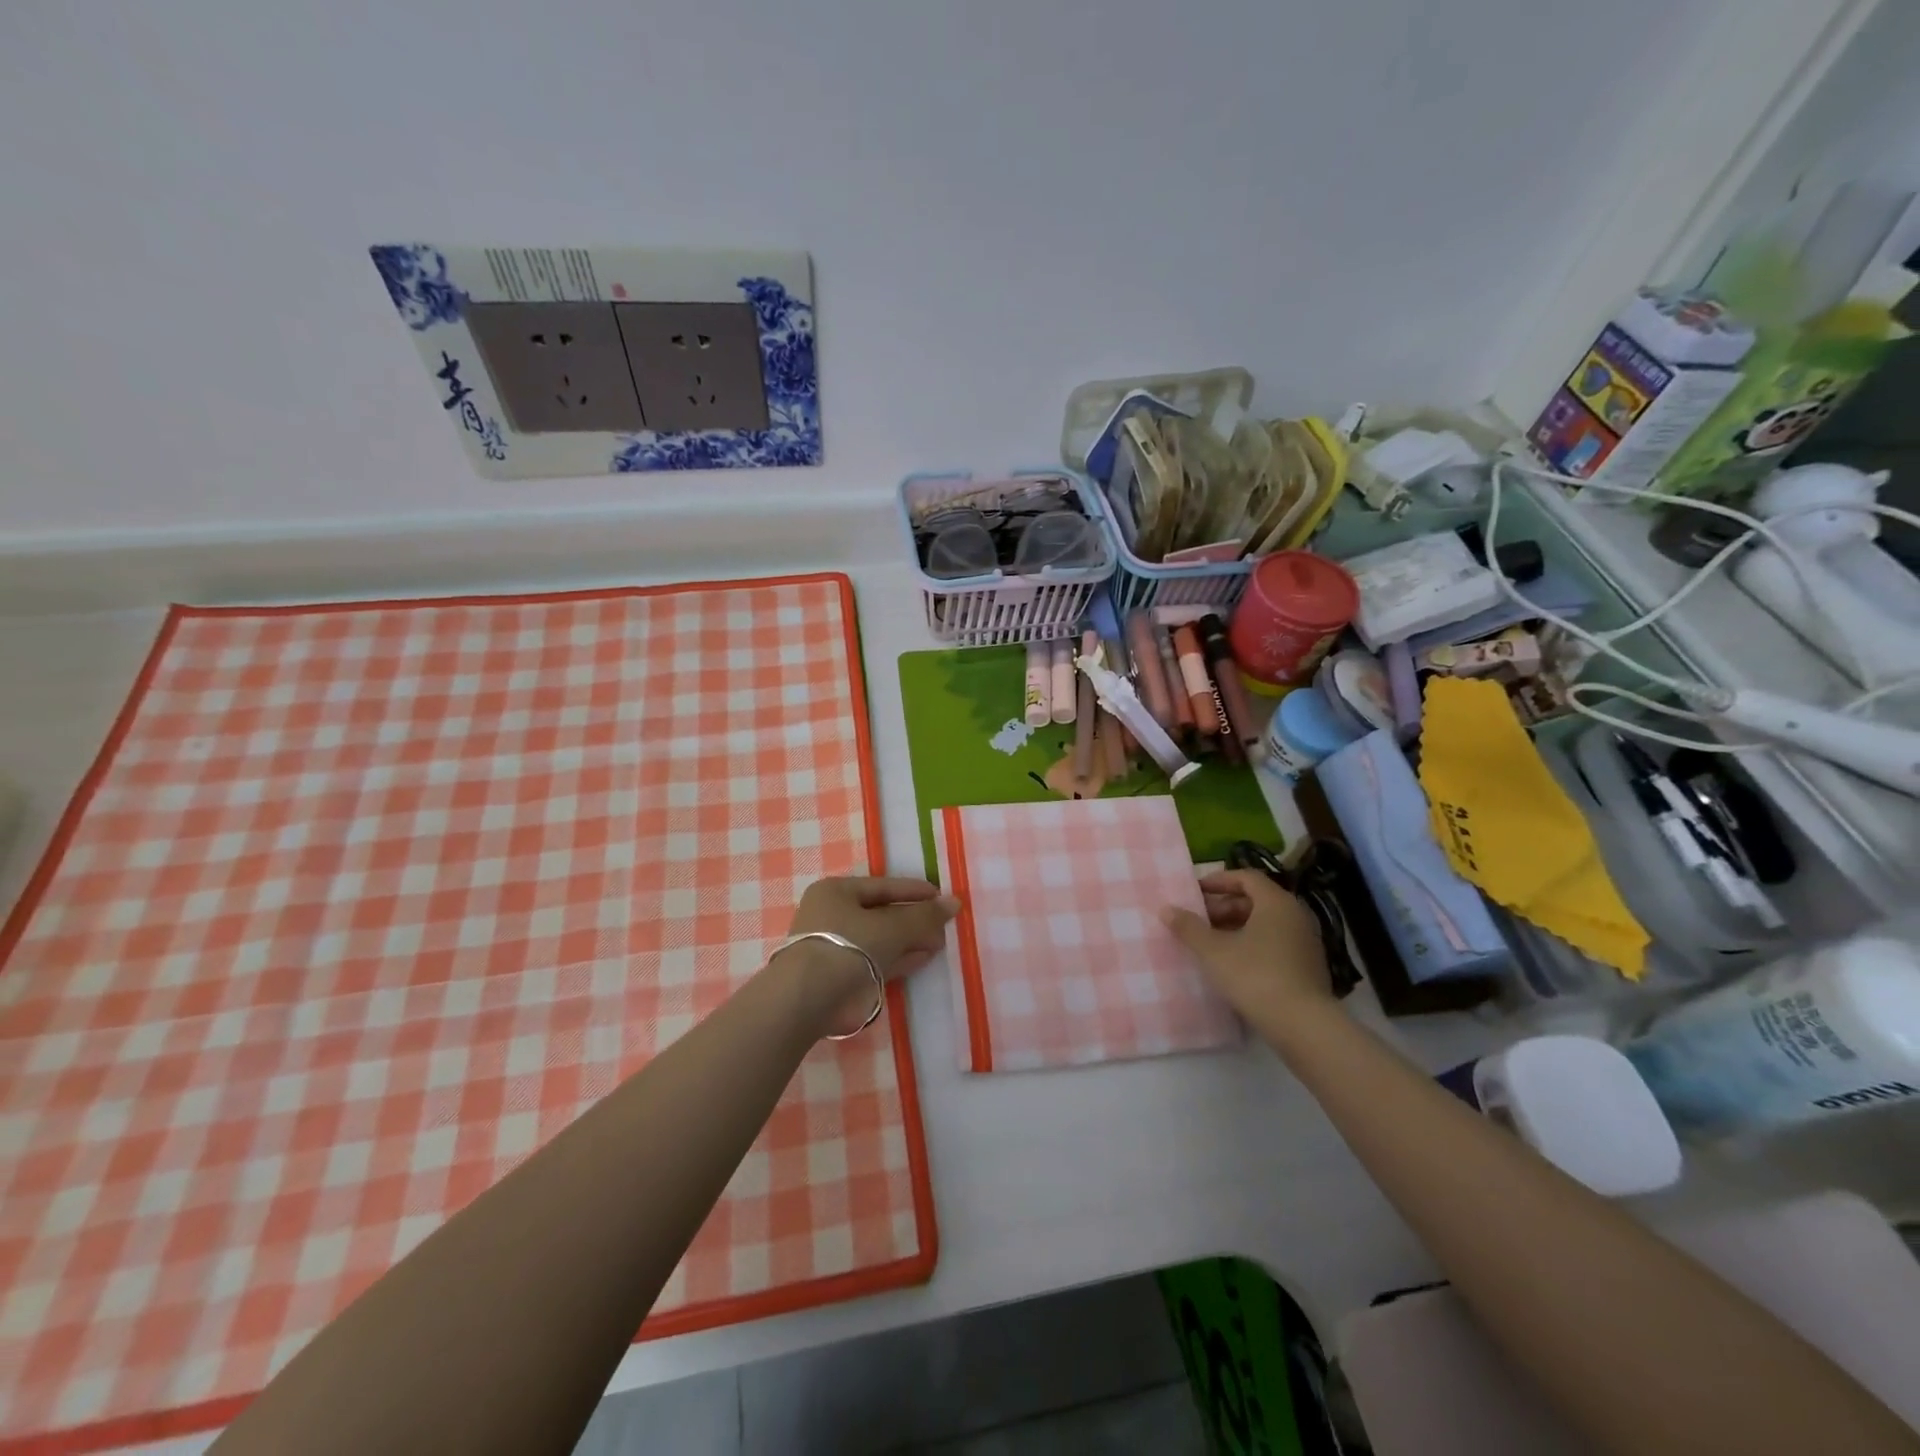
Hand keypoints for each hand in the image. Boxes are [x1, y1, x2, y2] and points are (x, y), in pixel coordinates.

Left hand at [775, 876, 960, 1036]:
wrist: (809, 999)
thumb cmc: (847, 946)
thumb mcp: (891, 927)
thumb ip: (923, 916)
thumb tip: (954, 903)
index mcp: (836, 892)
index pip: (882, 886)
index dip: (912, 890)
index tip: (940, 895)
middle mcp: (832, 916)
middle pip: (881, 913)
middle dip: (913, 919)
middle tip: (943, 924)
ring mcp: (835, 948)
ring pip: (880, 939)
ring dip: (909, 941)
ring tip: (939, 942)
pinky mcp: (841, 976)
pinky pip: (876, 960)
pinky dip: (899, 959)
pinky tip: (924, 957)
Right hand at [1161, 869, 1332, 1020]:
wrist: (1303, 1026)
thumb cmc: (1255, 976)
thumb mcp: (1213, 951)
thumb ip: (1188, 927)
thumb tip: (1166, 909)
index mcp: (1276, 902)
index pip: (1246, 877)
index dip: (1218, 881)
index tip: (1195, 892)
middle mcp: (1295, 915)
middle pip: (1256, 900)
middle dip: (1224, 907)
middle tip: (1198, 921)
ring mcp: (1305, 942)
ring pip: (1265, 924)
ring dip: (1236, 928)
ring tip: (1210, 944)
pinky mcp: (1308, 967)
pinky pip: (1275, 944)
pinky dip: (1252, 946)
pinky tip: (1233, 965)